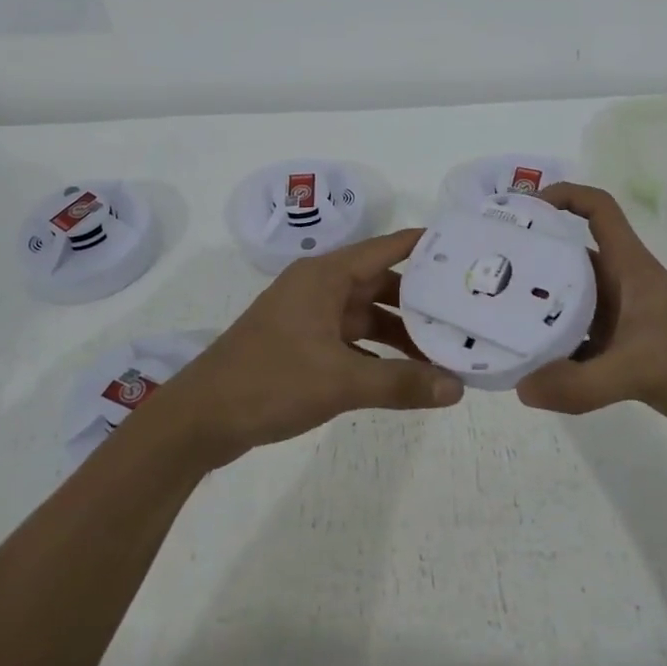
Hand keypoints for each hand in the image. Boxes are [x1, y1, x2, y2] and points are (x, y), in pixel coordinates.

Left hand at [146, 228, 463, 469]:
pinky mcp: (301, 343)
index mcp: (325, 275)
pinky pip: (350, 338)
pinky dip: (376, 352)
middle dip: (420, 299)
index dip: (426, 247)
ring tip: (443, 349)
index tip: (467, 253)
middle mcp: (319, 286)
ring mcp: (308, 315)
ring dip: (399, 331)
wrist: (200, 418)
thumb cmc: (269, 382)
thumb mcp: (339, 382)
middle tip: (464, 312)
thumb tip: (457, 388)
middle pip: (380, 282)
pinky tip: (404, 373)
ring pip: (366, 313)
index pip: (386, 248)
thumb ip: (400, 384)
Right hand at [514, 183, 666, 456]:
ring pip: (572, 304)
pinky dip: (556, 351)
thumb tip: (521, 387)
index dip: (564, 196)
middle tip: (486, 272)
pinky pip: (580, 344)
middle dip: (533, 260)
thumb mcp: (643, 369)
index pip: (598, 210)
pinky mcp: (628, 356)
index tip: (524, 209)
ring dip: (540, 310)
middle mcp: (623, 287)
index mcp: (631, 268)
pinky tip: (529, 368)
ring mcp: (625, 322)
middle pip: (571, 258)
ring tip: (495, 319)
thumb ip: (582, 382)